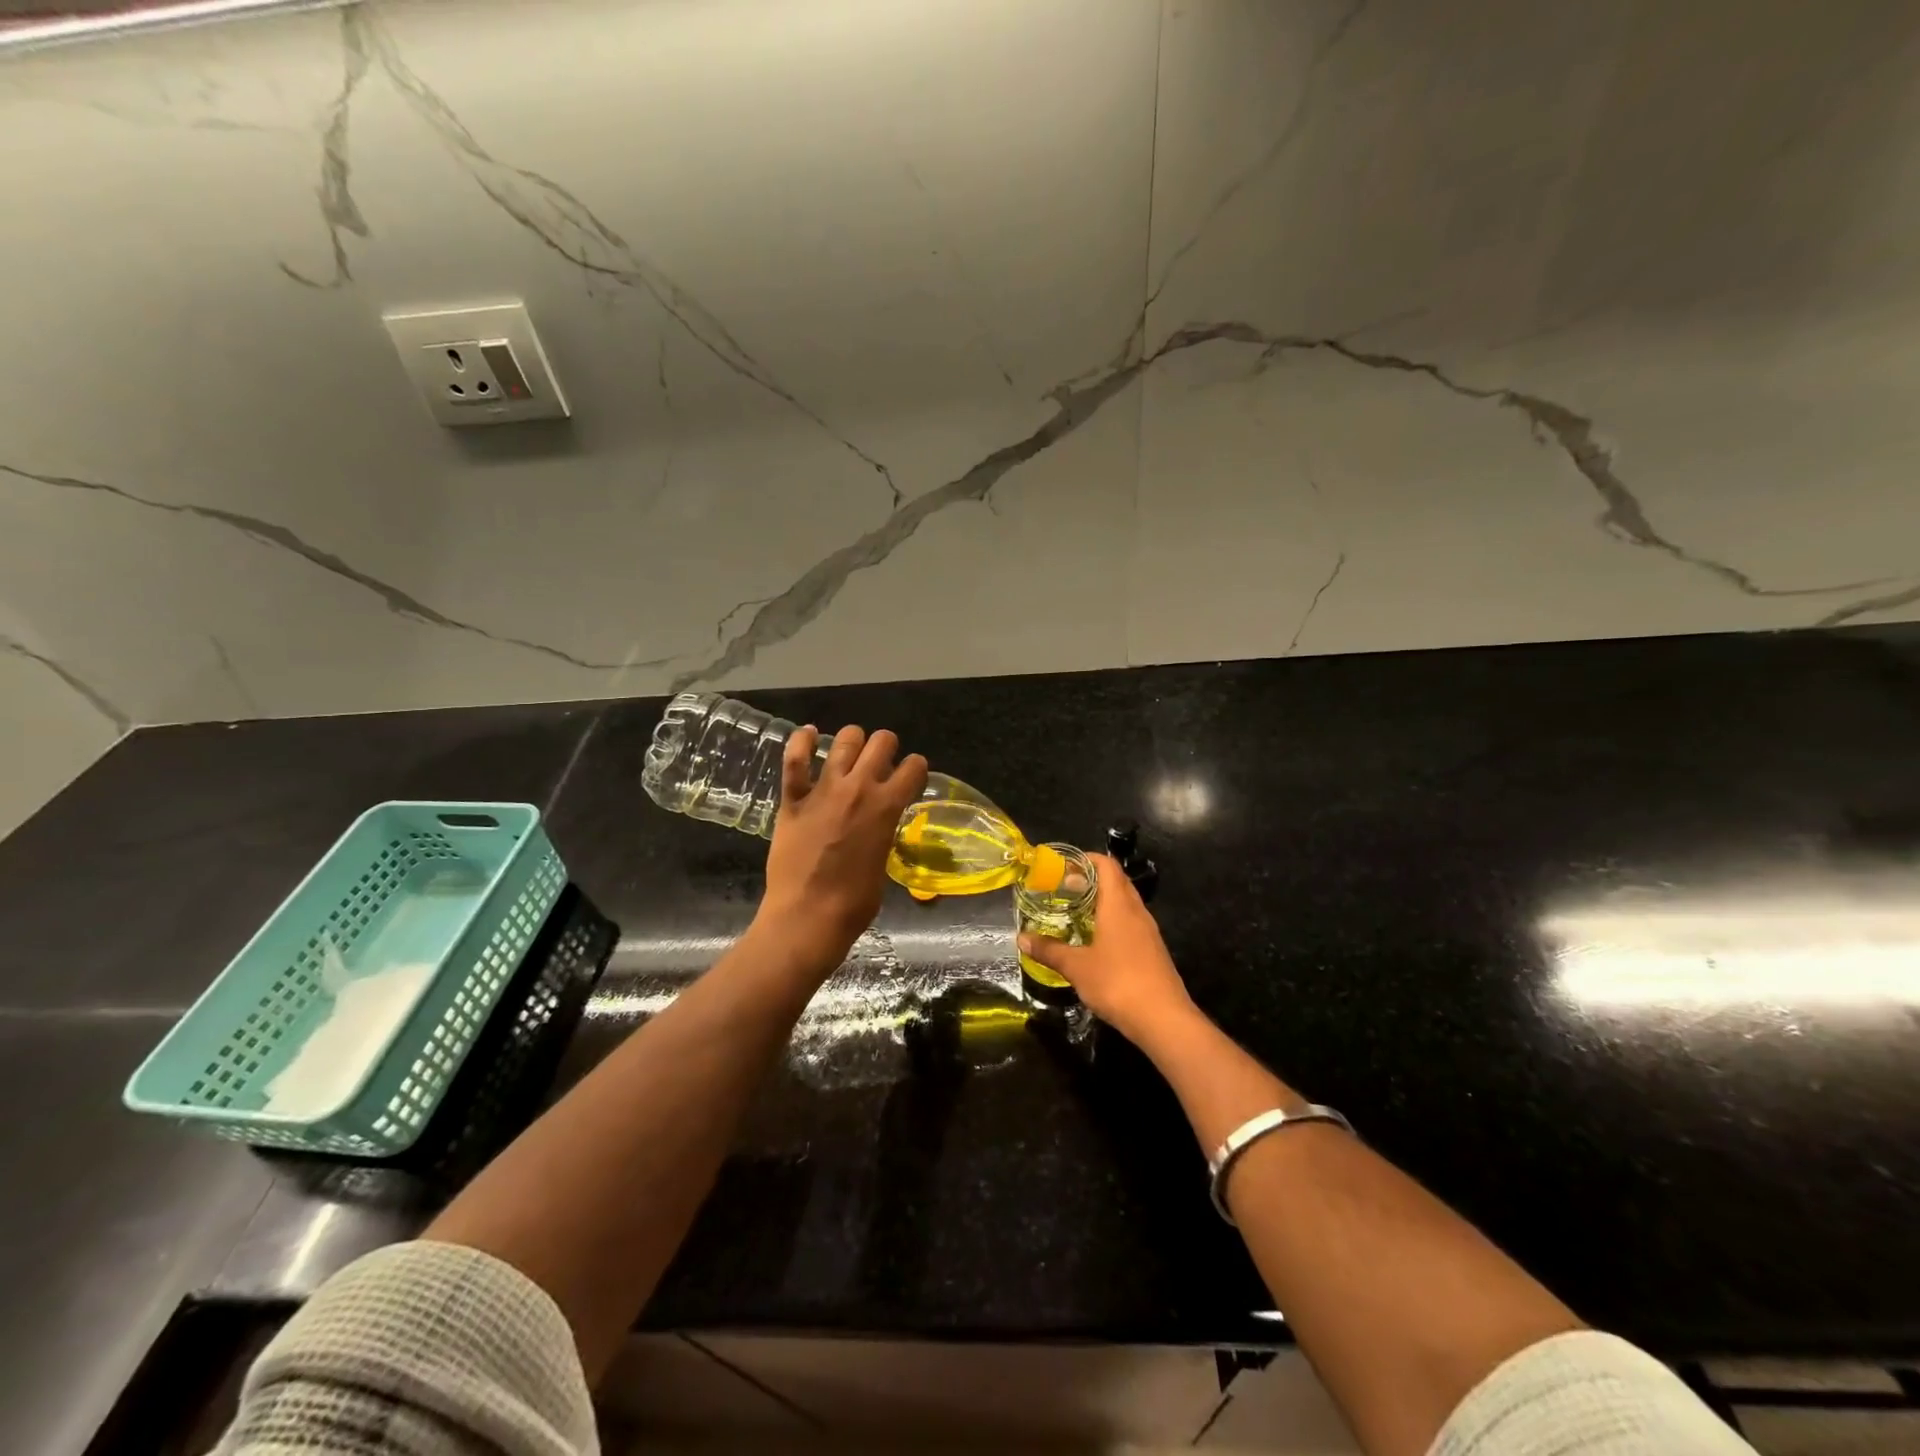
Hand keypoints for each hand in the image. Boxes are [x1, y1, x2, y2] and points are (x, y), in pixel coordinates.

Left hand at [756, 723, 928, 971]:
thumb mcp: (883, 862)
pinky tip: (808, 734)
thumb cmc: (854, 902)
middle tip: (881, 761)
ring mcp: (824, 790)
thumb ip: (882, 833)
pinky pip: (794, 760)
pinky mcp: (793, 799)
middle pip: (882, 742)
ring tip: (851, 749)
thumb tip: (878, 827)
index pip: (914, 768)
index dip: (916, 768)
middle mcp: (859, 788)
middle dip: (886, 747)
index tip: (911, 775)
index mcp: (887, 807)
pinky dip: (801, 742)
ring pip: (844, 741)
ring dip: (852, 740)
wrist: (808, 916)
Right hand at [1017, 854, 1195, 1047]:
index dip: (1086, 859)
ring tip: (1076, 913)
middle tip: (1064, 889)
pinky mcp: (1153, 951)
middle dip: (1091, 880)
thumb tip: (1021, 938)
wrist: (1164, 1020)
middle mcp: (1137, 911)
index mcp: (1119, 905)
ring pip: (1125, 904)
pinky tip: (1096, 942)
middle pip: (1116, 881)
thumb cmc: (1118, 983)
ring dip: (1103, 902)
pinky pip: (1131, 924)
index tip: (1063, 866)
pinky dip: (1112, 922)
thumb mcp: (1076, 967)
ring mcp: (1149, 932)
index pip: (1107, 865)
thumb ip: (1049, 950)